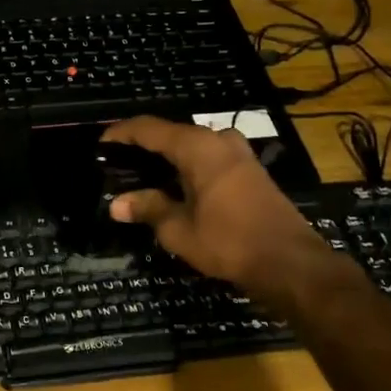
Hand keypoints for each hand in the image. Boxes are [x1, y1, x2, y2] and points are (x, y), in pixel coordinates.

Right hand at [103, 116, 346, 304]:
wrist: (290, 262)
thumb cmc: (229, 242)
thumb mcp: (179, 229)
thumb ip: (148, 209)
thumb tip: (117, 204)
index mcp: (197, 147)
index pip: (148, 128)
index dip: (121, 134)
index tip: (100, 144)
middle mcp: (218, 140)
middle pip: (171, 134)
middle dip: (143, 147)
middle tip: (117, 164)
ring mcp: (238, 153)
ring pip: (192, 146)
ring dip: (166, 158)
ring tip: (141, 175)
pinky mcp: (250, 170)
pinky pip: (208, 158)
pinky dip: (187, 167)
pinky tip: (174, 186)